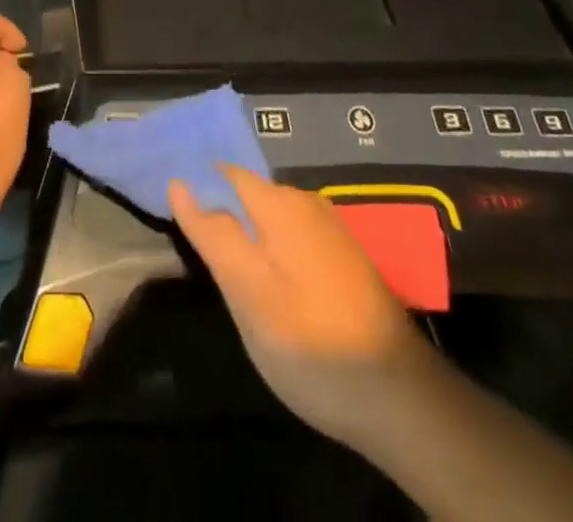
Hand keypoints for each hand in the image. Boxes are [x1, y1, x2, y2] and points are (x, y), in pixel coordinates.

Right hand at [170, 166, 424, 447]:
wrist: (399, 397)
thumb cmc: (309, 340)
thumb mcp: (246, 290)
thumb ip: (212, 233)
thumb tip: (179, 184)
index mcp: (279, 203)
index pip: (224, 174)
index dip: (197, 187)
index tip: (173, 210)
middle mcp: (306, 203)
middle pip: (250, 194)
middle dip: (223, 213)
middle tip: (199, 253)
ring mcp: (331, 230)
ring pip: (273, 218)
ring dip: (249, 235)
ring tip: (230, 271)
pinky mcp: (347, 260)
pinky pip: (295, 238)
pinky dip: (275, 251)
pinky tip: (271, 285)